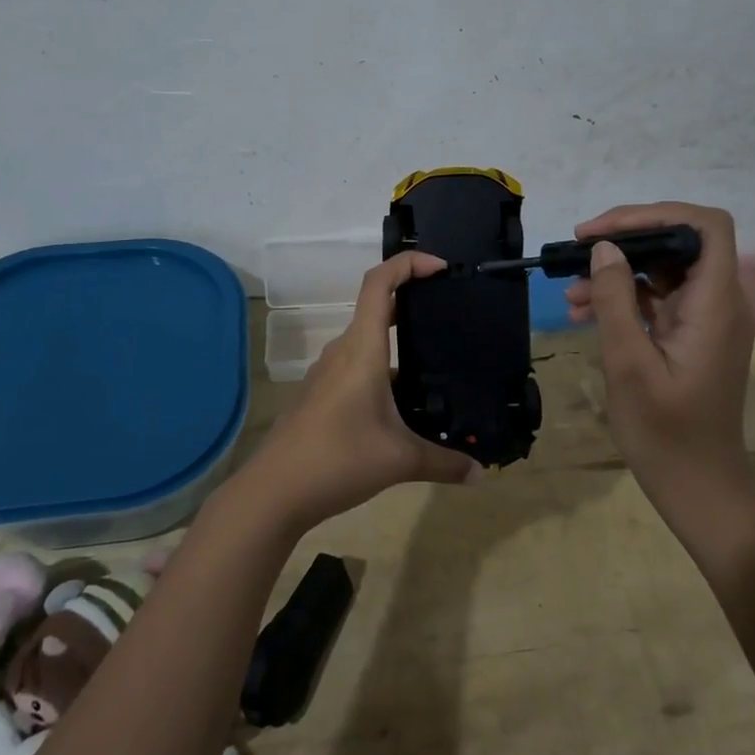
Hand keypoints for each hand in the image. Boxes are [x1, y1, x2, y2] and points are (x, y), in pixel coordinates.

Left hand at [242, 251, 479, 529]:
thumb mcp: (400, 460)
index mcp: (362, 349)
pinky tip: (404, 402)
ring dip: (398, 343)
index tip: (441, 269)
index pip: (379, 283)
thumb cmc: (339, 459)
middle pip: (376, 308)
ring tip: (436, 362)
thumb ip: (444, 463)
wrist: (275, 491)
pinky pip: (358, 367)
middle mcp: (343, 352)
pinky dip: (383, 369)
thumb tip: (480, 475)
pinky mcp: (322, 394)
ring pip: (367, 342)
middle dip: (412, 302)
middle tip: (450, 313)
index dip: (408, 264)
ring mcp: (328, 373)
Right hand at [563, 202, 754, 483]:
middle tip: (577, 251)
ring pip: (663, 270)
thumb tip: (604, 249)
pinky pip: (658, 299)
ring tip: (570, 292)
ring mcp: (706, 319)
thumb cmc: (665, 430)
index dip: (656, 214)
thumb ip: (616, 301)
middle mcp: (718, 302)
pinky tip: (583, 312)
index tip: (605, 231)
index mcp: (715, 304)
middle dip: (626, 241)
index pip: (706, 227)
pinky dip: (623, 298)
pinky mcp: (691, 335)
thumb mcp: (629, 363)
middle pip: (680, 243)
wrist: (696, 484)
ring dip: (618, 273)